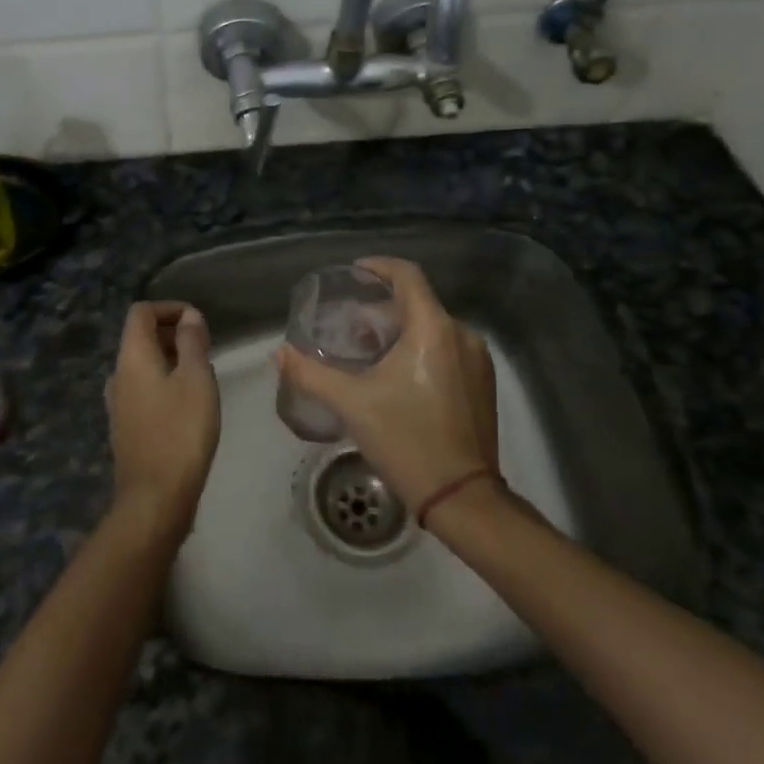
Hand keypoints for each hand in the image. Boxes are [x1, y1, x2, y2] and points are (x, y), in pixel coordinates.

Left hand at [106, 302, 220, 534]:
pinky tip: (188, 403)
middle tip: (205, 347)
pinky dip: (164, 381)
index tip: (198, 322)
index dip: (169, 308)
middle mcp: (118, 374)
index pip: (141, 312)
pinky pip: (143, 388)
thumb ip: (192, 342)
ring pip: (143, 364)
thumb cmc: (181, 431)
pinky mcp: (126, 426)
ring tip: (201, 373)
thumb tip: (189, 316)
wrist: (155, 498)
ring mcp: (118, 403)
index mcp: (132, 357)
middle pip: (140, 337)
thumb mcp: (196, 379)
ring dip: (170, 358)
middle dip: (172, 333)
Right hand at [276, 257, 497, 508]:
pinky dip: (422, 348)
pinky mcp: (484, 383)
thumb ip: (311, 374)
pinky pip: (449, 348)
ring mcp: (477, 360)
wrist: (462, 497)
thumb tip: (279, 354)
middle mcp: (461, 334)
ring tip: (371, 352)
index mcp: (433, 328)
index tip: (355, 272)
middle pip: (418, 303)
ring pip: (434, 327)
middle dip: (383, 308)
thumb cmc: (406, 441)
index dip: (379, 267)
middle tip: (351, 326)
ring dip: (401, 330)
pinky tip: (400, 375)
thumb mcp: (352, 405)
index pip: (408, 275)